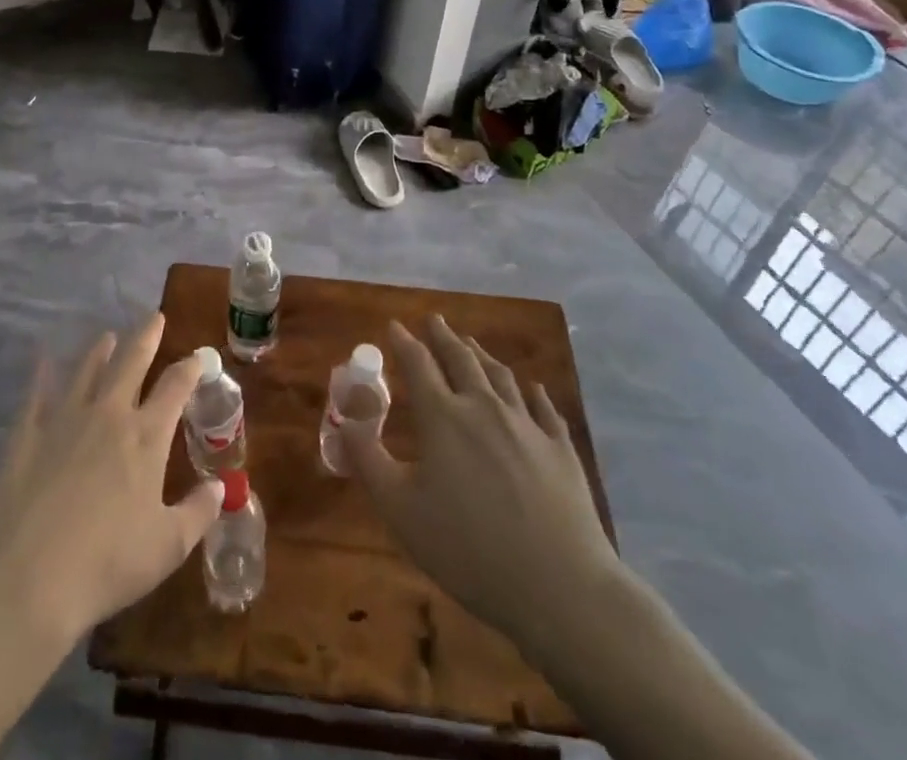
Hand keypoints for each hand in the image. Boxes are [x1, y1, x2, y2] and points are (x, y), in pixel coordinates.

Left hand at [0, 314, 222, 646]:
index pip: (175, 387)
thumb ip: (198, 512)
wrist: (29, 582)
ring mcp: (64, 421)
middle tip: (154, 317)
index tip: (198, 357)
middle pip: (131, 362)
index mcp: (146, 436)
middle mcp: (108, 415)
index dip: (190, 368)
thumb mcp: (168, 547)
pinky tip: (43, 360)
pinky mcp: (27, 437)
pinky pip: (36, 395)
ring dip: (100, 351)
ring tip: (108, 337)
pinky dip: (42, 375)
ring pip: (87, 371)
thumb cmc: (108, 564)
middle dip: (146, 337)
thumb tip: (221, 489)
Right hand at [341, 315, 619, 658]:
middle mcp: (484, 407)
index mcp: (444, 417)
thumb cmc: (468, 549)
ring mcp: (527, 425)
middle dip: (443, 337)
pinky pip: (544, 408)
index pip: (418, 364)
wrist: (559, 586)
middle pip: (461, 359)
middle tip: (434, 320)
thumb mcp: (400, 510)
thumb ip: (368, 460)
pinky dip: (532, 392)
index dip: (404, 342)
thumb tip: (345, 420)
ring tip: (471, 344)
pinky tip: (532, 388)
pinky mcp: (560, 448)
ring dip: (481, 355)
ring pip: (501, 376)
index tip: (394, 325)